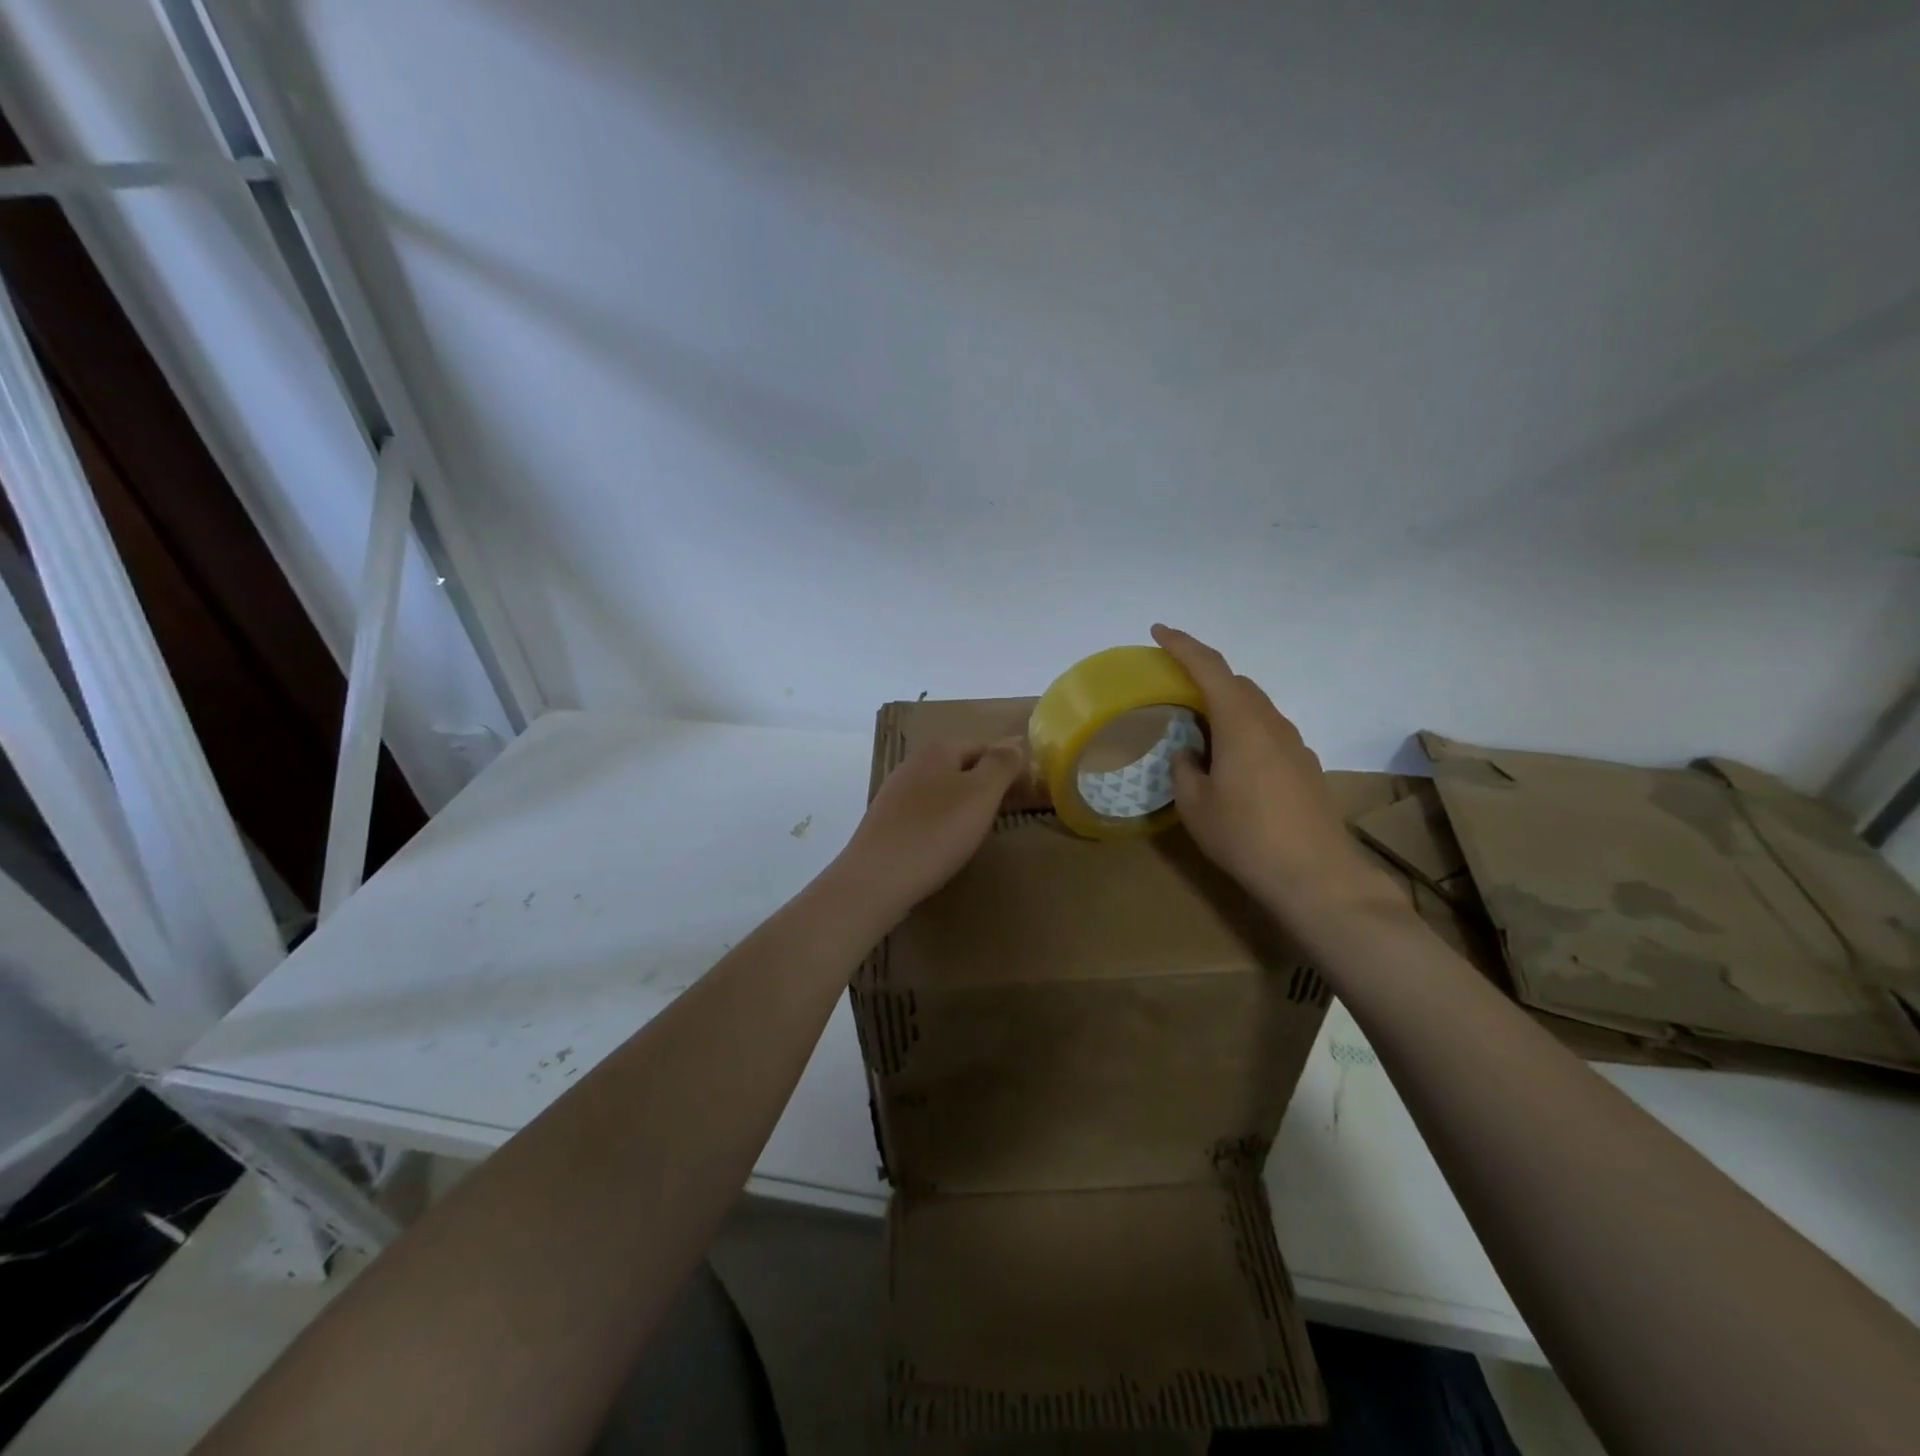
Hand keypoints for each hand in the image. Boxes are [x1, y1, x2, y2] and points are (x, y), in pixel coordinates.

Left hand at [835, 738, 1026, 916]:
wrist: (876, 879)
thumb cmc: (936, 832)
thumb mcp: (980, 794)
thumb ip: (1001, 764)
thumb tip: (1016, 741)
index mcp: (938, 751)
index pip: (985, 745)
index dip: (1011, 764)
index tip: (1032, 790)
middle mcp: (913, 764)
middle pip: (962, 766)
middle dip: (989, 782)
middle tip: (1014, 808)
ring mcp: (895, 793)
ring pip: (943, 790)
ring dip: (966, 802)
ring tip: (986, 826)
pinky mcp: (886, 822)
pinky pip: (926, 813)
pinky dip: (944, 821)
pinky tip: (950, 841)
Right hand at [1152, 624, 1397, 926]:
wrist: (1315, 875)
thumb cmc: (1245, 836)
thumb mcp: (1195, 804)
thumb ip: (1184, 768)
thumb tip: (1187, 752)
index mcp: (1240, 722)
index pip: (1209, 667)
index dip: (1182, 645)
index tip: (1158, 631)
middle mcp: (1271, 722)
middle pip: (1237, 683)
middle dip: (1204, 676)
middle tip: (1174, 689)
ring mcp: (1294, 744)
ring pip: (1255, 708)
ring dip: (1226, 707)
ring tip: (1200, 732)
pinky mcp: (1305, 766)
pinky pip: (1268, 732)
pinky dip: (1244, 731)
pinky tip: (1232, 764)